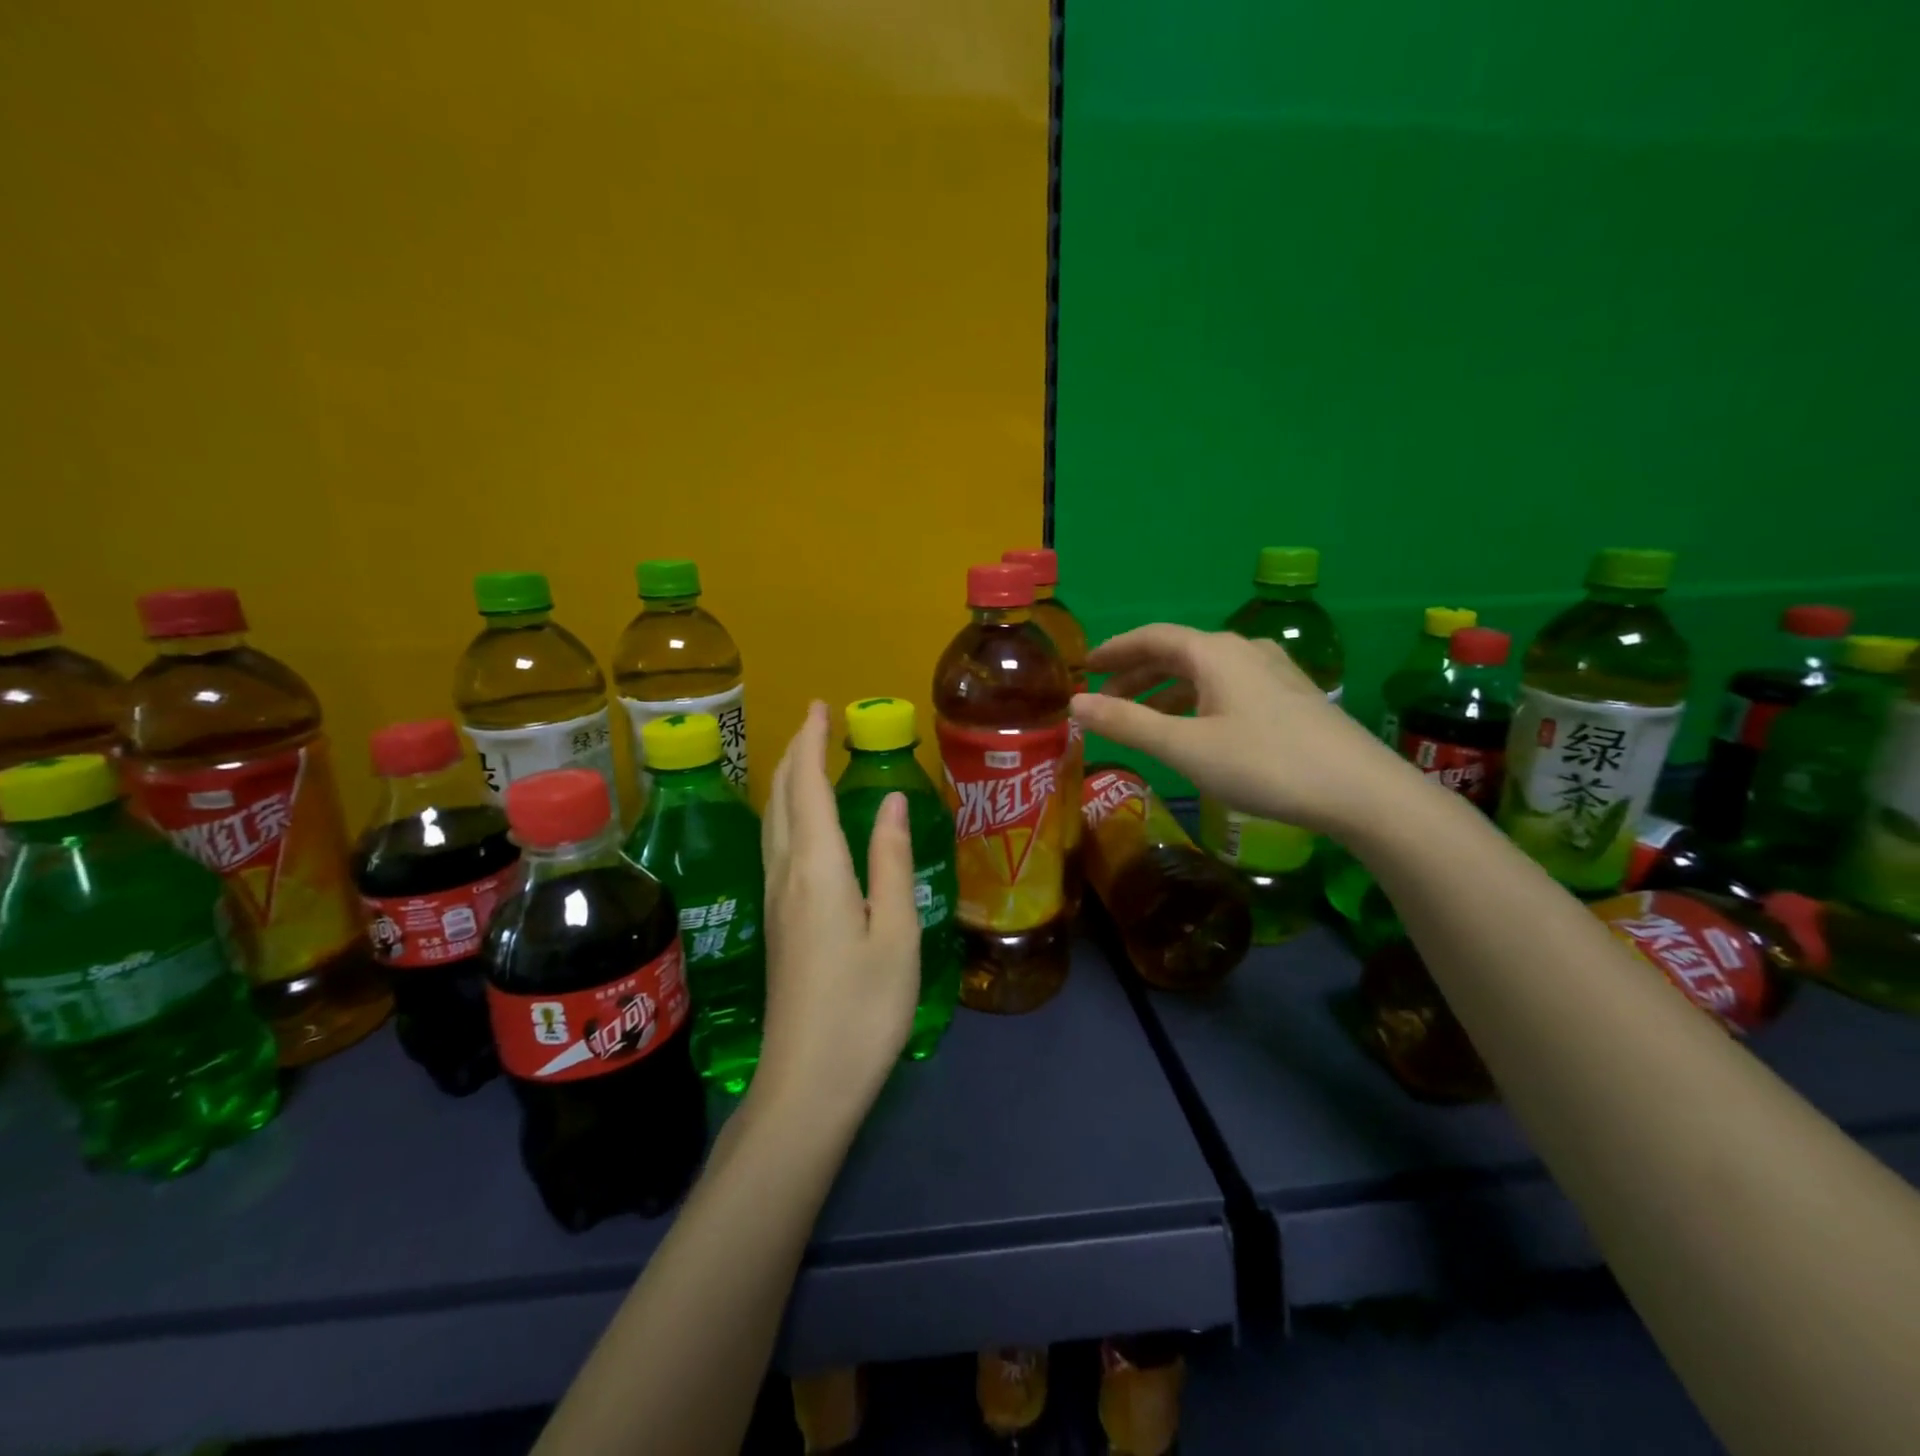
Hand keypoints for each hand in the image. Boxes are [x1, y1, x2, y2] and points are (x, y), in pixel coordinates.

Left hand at [754, 702, 920, 1126]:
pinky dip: (787, 813)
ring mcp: (775, 900)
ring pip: (772, 822)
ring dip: (786, 781)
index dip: (811, 743)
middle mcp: (786, 874)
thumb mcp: (895, 933)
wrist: (808, 1082)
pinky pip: (775, 846)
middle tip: (814, 723)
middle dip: (794, 753)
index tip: (819, 707)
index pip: (807, 787)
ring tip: (805, 758)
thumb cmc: (864, 1008)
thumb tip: (888, 800)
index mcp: (818, 869)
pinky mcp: (777, 923)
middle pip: (781, 798)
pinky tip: (800, 823)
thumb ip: (890, 861)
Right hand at [1070, 624, 1411, 837]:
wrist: (1361, 791)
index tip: (1084, 667)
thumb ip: (1127, 724)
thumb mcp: (1185, 747)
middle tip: (1104, 700)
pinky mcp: (1290, 696)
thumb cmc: (1265, 764)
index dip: (1114, 650)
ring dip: (1164, 691)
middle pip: (1177, 652)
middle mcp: (1243, 650)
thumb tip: (1075, 704)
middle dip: (1135, 674)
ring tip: (1139, 718)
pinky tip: (1193, 728)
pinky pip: (1227, 687)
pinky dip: (1195, 701)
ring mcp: (1272, 671)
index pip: (1151, 637)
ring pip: (1203, 672)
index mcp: (1214, 652)